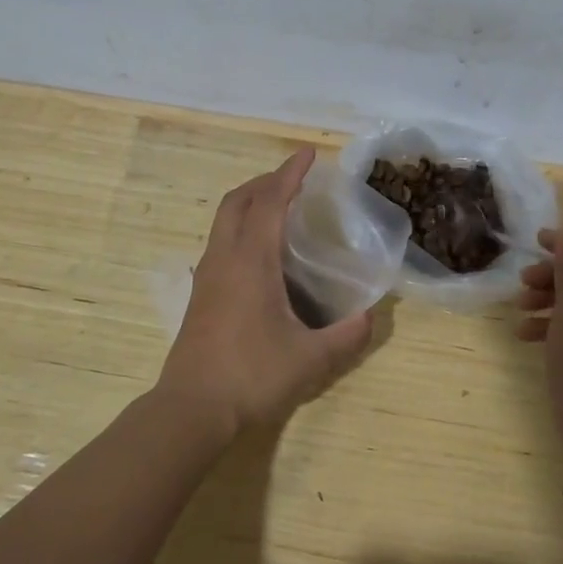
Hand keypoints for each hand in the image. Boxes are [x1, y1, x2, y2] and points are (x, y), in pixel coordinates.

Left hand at [159, 148, 374, 435]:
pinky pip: (220, 241)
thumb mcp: (309, 360)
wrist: (191, 409)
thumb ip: (345, 337)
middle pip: (237, 200)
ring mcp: (207, 275)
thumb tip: (370, 317)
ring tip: (278, 207)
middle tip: (294, 179)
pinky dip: (240, 226)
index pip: (270, 202)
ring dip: (249, 202)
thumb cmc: (251, 377)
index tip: (307, 154)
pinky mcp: (200, 294)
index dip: (289, 174)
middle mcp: (224, 258)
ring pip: (223, 220)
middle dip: (265, 180)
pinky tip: (259, 252)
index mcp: (250, 261)